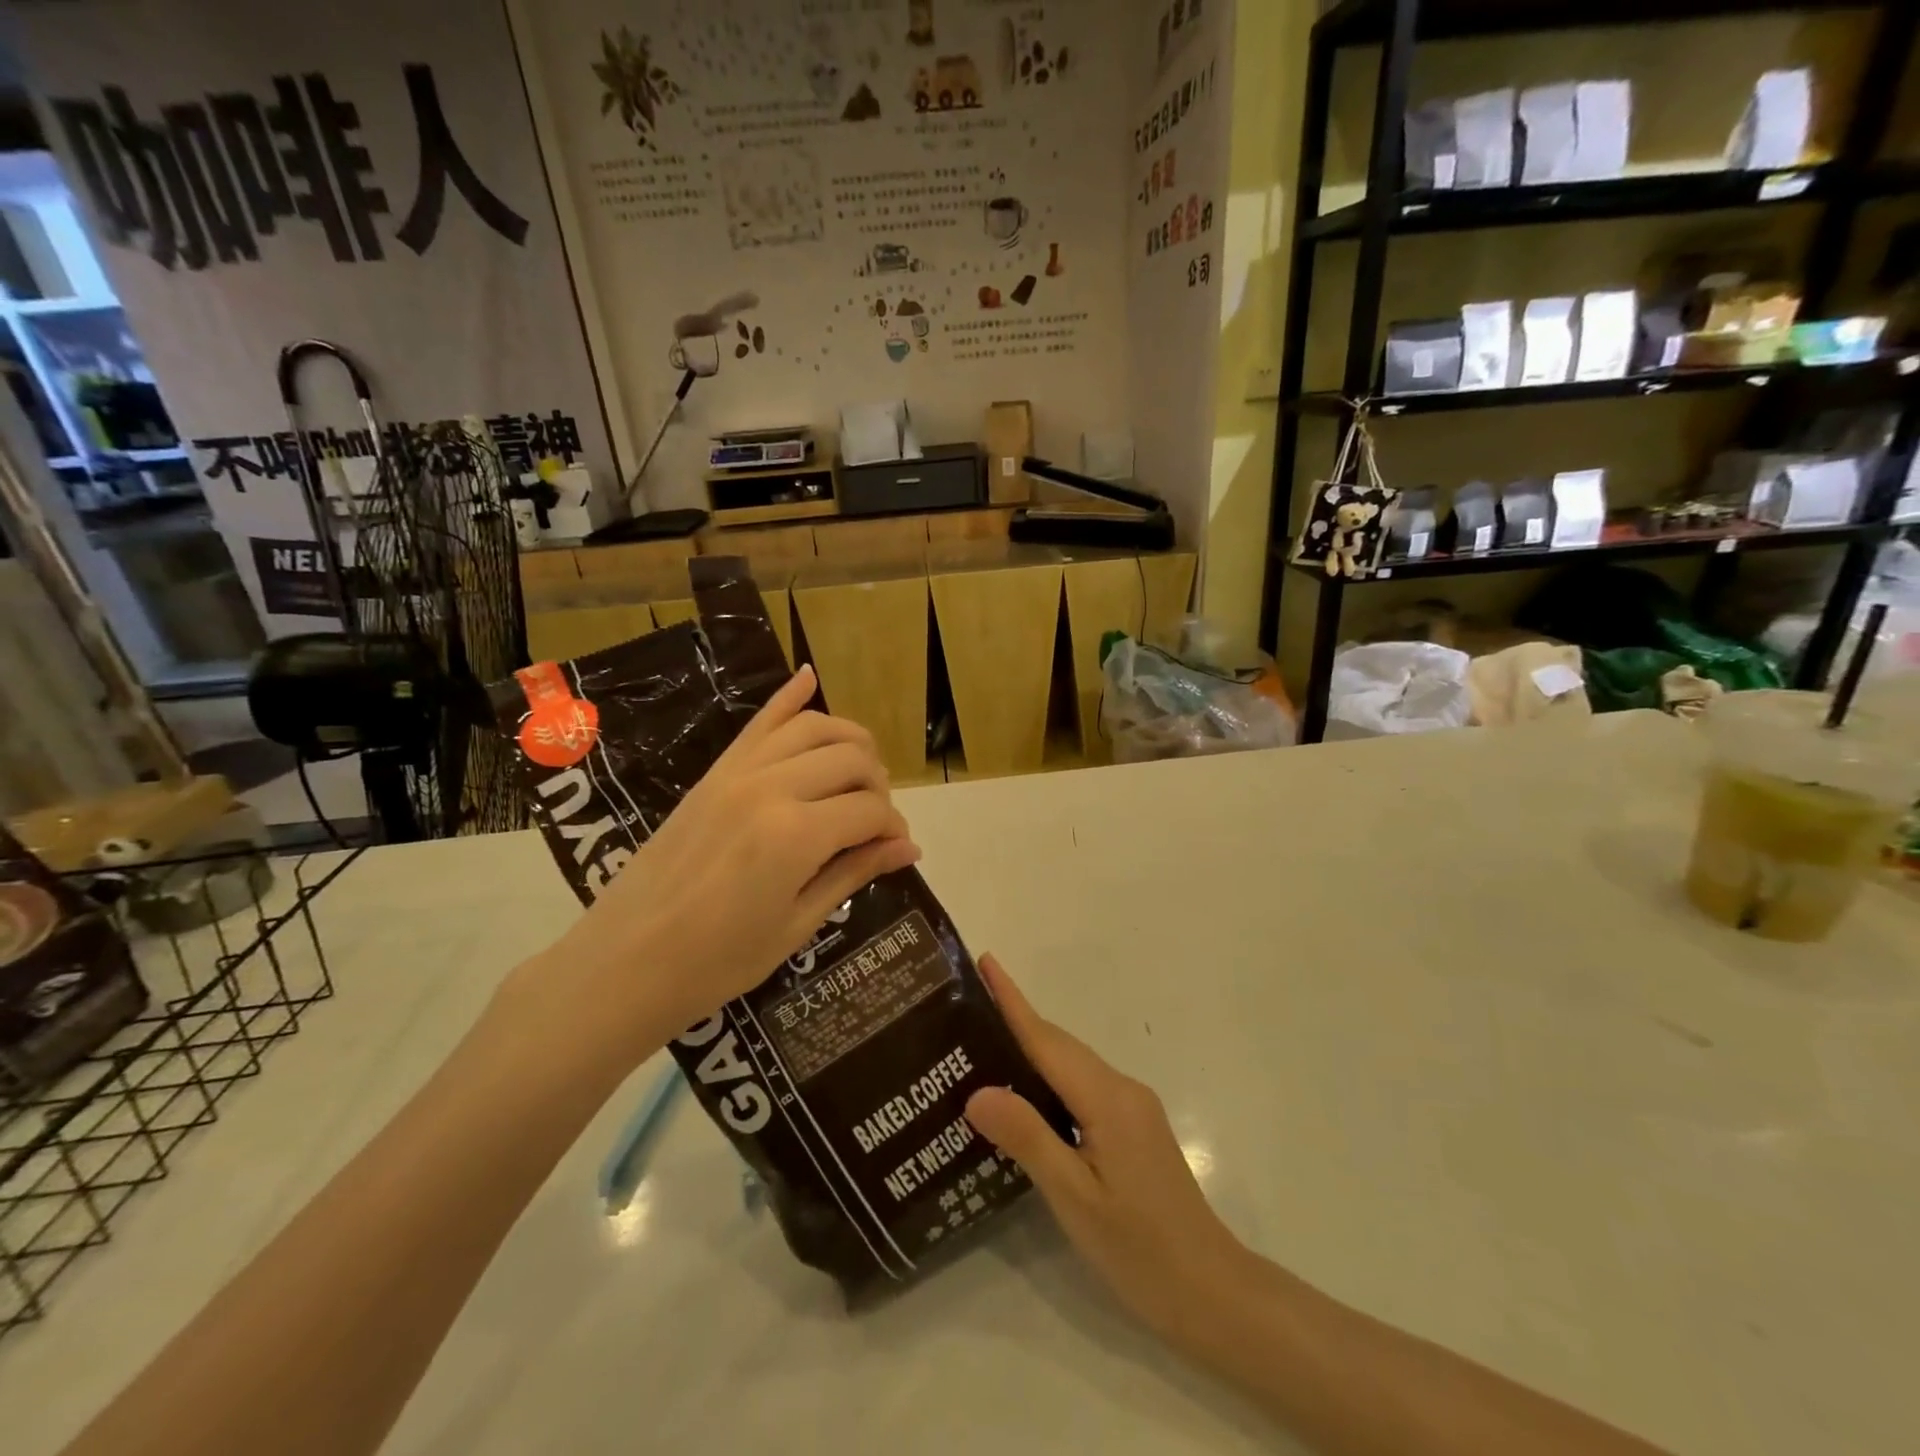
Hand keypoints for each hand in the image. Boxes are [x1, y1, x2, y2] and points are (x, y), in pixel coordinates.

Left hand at [523, 666, 920, 1064]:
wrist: (624, 963)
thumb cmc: (717, 963)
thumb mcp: (796, 925)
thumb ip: (853, 873)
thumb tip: (909, 847)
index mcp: (796, 835)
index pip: (870, 811)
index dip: (893, 829)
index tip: (896, 850)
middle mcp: (771, 787)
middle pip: (852, 759)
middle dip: (878, 787)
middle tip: (874, 822)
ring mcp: (738, 773)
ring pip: (813, 728)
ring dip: (850, 742)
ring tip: (860, 771)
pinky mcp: (714, 772)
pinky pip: (758, 723)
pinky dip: (787, 698)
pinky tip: (808, 677)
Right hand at [965, 956, 1248, 1347]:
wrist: (1211, 1292)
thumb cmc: (1139, 1249)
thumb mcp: (1075, 1198)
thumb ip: (1027, 1138)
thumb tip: (976, 1090)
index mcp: (1107, 1098)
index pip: (1046, 1039)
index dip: (1012, 1000)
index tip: (986, 962)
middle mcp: (1121, 1089)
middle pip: (1058, 1046)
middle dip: (1014, 1020)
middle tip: (964, 1006)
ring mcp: (1131, 1107)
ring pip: (1070, 1066)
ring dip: (1029, 1050)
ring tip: (980, 1046)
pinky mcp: (1133, 1127)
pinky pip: (1082, 1087)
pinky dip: (1048, 1079)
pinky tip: (1024, 1096)